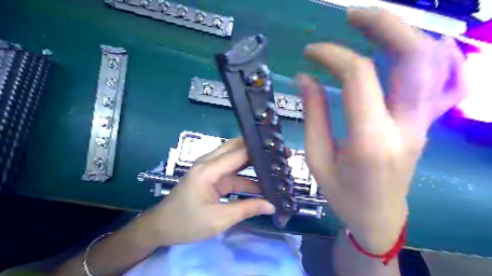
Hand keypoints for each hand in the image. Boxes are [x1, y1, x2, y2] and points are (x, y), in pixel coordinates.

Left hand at [142, 138, 274, 245]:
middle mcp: (209, 162)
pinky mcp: (212, 176)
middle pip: (237, 148)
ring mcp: (210, 168)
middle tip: (280, 153)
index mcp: (208, 169)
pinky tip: (262, 183)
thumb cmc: (186, 223)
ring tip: (275, 166)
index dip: (259, 150)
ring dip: (254, 163)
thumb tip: (272, 205)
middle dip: (258, 150)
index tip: (279, 151)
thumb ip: (246, 209)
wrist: (161, 227)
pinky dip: (247, 177)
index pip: (238, 153)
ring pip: (236, 159)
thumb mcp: (219, 219)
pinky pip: (233, 172)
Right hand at [300, 9, 465, 254]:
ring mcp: (421, 123)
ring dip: (402, 34)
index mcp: (369, 139)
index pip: (359, 76)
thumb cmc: (342, 194)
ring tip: (370, 24)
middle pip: (412, 57)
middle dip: (384, 25)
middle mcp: (404, 125)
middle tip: (353, 15)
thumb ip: (313, 114)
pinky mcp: (423, 123)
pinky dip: (420, 54)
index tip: (311, 53)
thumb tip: (306, 77)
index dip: (333, 55)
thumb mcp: (316, 158)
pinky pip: (435, 79)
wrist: (380, 216)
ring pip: (430, 62)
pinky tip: (398, 48)